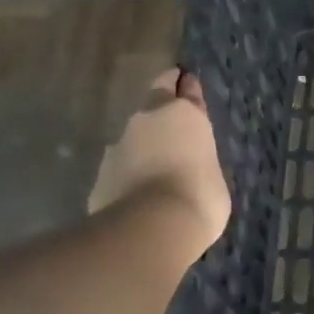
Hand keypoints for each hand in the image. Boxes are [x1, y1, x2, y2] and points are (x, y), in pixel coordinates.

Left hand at [88, 69, 231, 253]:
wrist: (150, 230)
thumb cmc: (199, 196)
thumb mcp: (213, 173)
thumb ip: (198, 157)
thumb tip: (189, 161)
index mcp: (181, 113)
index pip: (184, 88)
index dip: (186, 88)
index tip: (186, 84)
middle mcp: (146, 120)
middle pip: (154, 103)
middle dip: (162, 111)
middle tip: (174, 126)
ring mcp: (117, 147)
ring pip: (133, 138)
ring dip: (143, 147)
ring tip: (156, 169)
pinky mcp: (99, 176)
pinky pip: (119, 170)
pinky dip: (128, 177)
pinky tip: (137, 196)